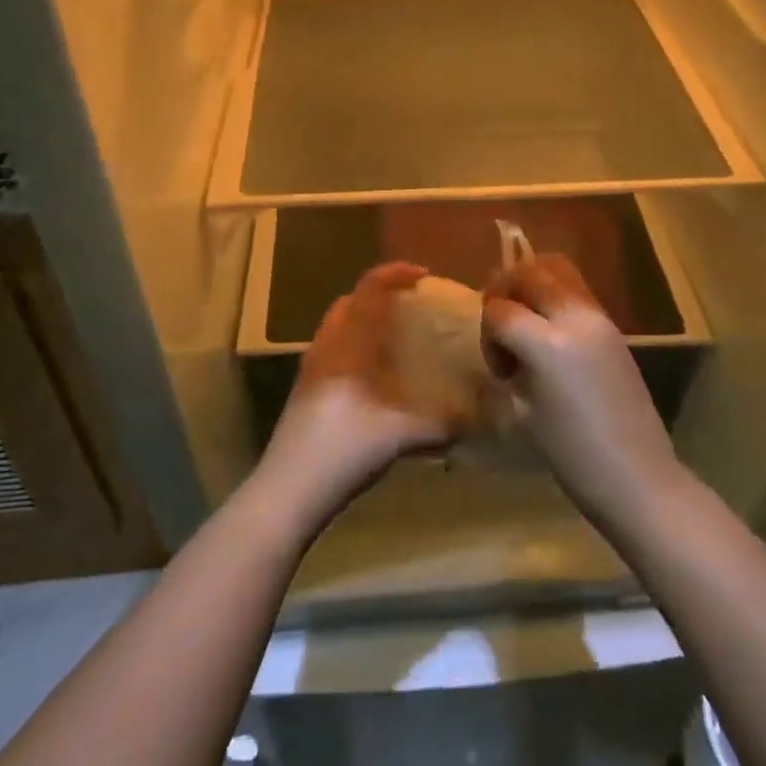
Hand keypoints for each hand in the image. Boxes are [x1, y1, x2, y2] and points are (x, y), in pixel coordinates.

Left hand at [254, 262, 453, 534]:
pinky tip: (374, 377)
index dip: (395, 274)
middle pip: (349, 302)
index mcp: (348, 344)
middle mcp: (326, 347)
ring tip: (395, 339)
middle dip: (379, 296)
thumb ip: (443, 424)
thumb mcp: (402, 437)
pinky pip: (332, 350)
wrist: (287, 490)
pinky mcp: (304, 392)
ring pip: (337, 327)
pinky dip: (354, 347)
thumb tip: (478, 418)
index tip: (423, 276)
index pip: (369, 290)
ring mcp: (310, 369)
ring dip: (364, 322)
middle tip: (410, 306)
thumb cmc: (344, 449)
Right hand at [482, 254, 683, 529]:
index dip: (487, 331)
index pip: (500, 310)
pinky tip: (551, 336)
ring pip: (558, 270)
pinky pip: (576, 292)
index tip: (497, 364)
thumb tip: (507, 342)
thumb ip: (513, 363)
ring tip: (525, 320)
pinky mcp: (614, 327)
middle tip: (500, 322)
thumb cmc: (573, 457)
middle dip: (506, 289)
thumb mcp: (525, 410)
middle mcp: (575, 318)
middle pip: (531, 272)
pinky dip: (554, 299)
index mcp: (548, 345)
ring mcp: (600, 318)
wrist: (637, 477)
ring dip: (533, 285)